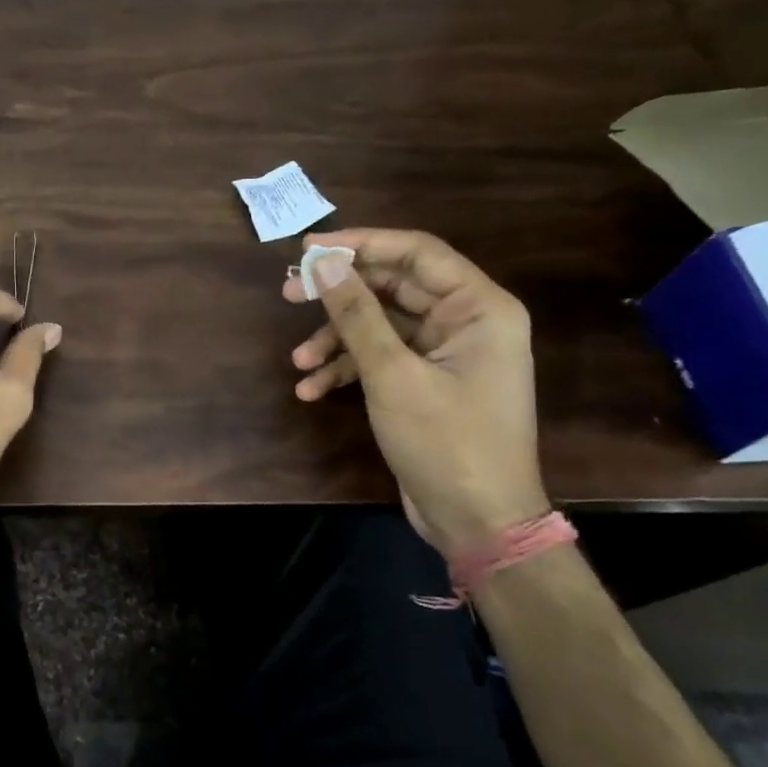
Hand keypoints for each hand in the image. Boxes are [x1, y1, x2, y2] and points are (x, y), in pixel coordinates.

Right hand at [281, 229, 549, 556]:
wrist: (478, 522)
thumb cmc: (446, 442)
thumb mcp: (392, 375)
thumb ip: (356, 314)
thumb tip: (323, 263)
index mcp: (478, 308)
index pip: (416, 253)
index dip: (361, 244)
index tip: (309, 248)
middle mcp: (466, 322)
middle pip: (392, 288)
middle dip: (338, 295)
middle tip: (288, 293)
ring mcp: (445, 354)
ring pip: (379, 325)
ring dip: (335, 340)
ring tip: (297, 361)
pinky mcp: (425, 382)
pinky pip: (380, 359)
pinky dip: (346, 370)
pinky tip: (311, 389)